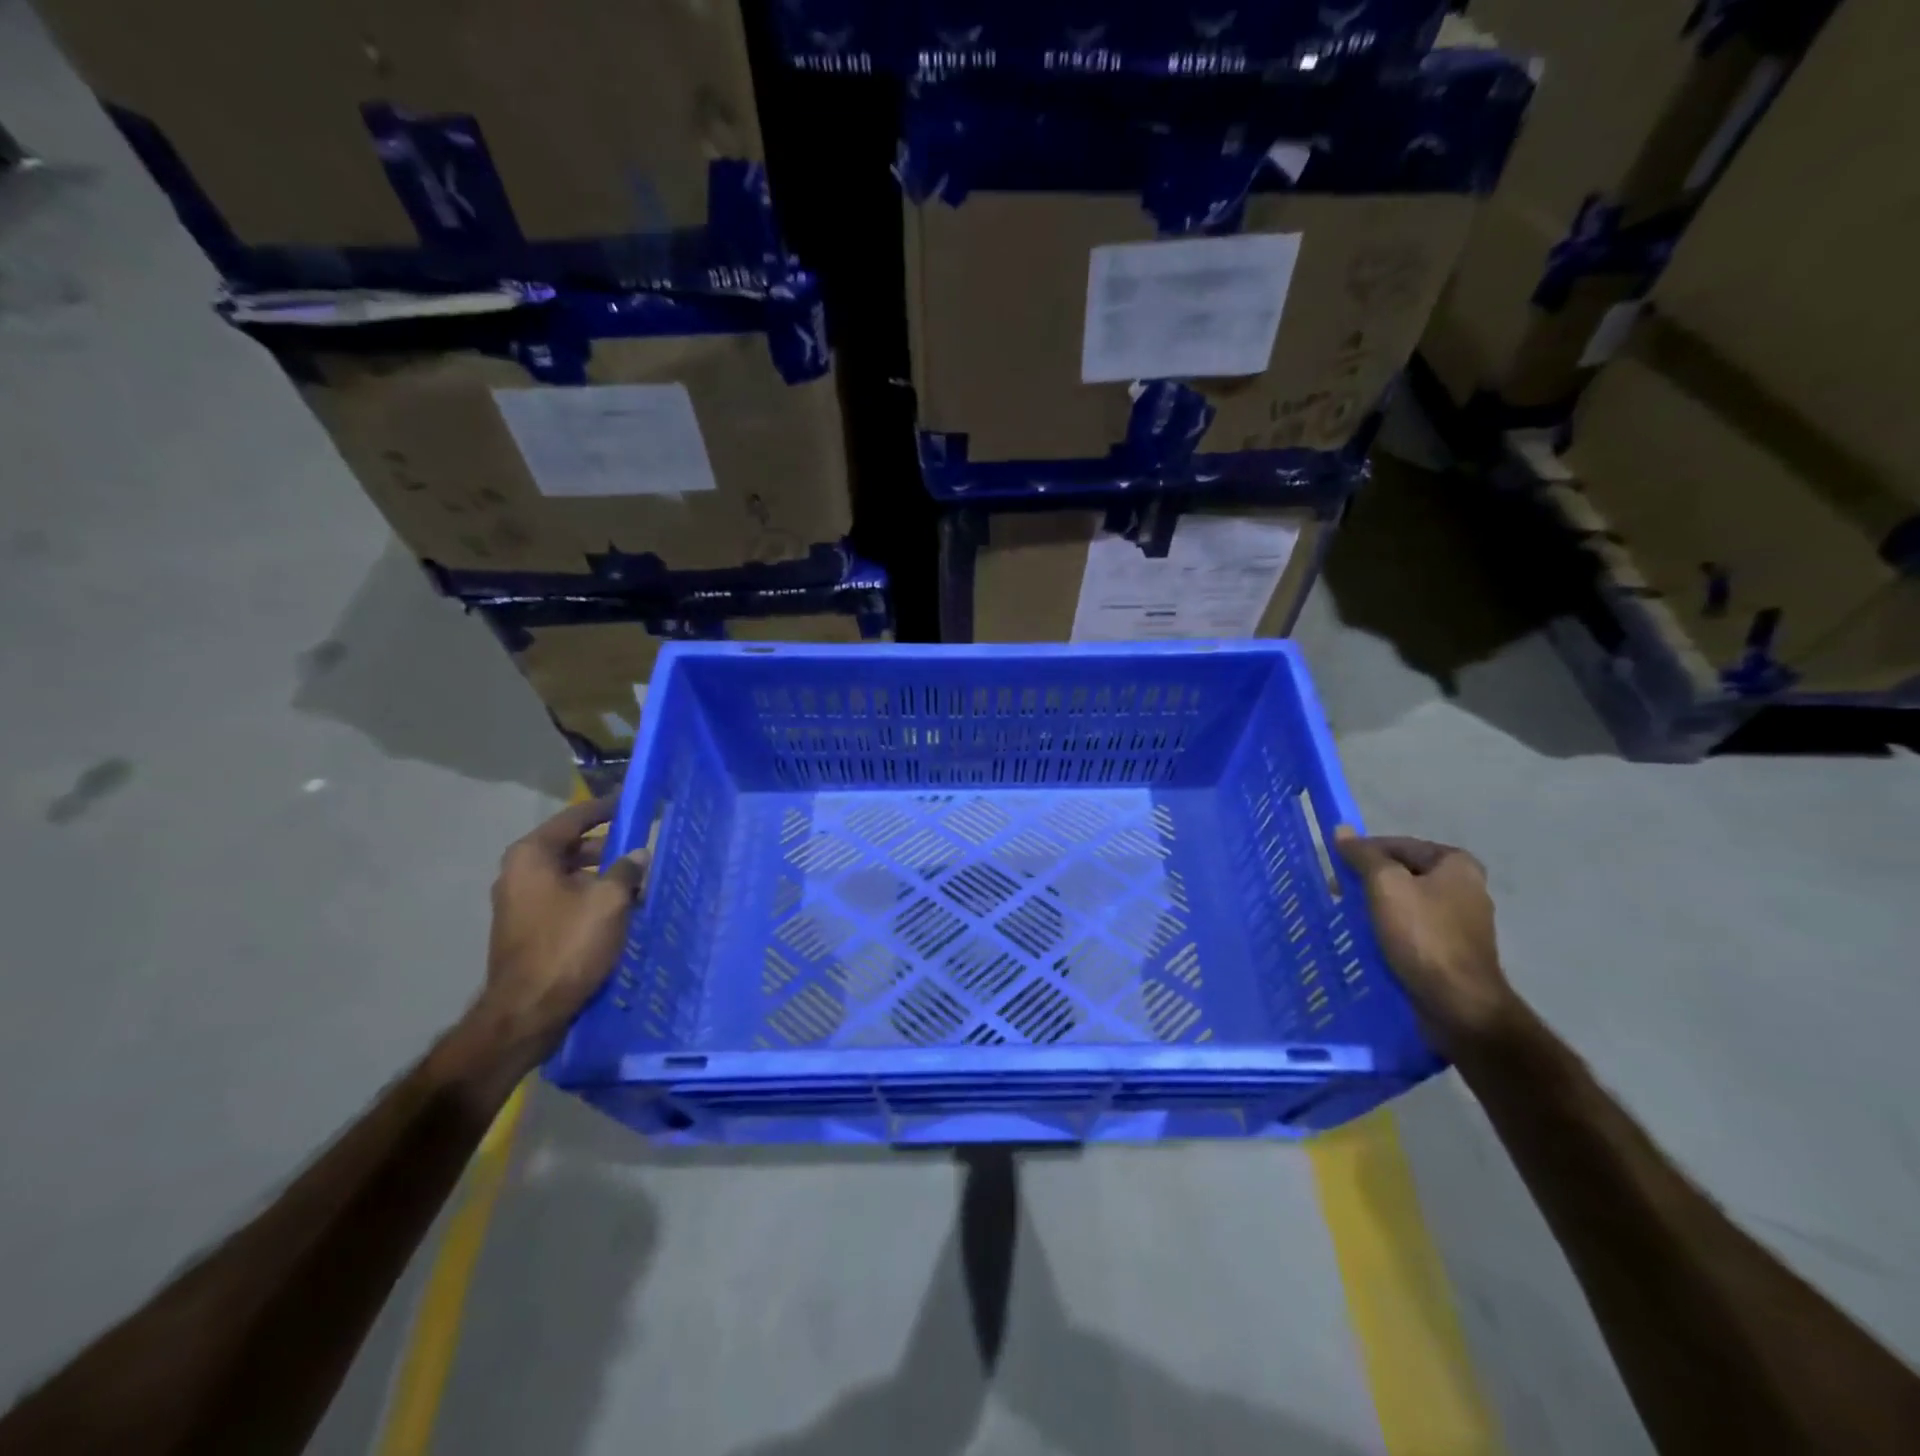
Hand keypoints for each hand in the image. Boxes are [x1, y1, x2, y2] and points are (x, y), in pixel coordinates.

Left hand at [468, 797, 649, 1073]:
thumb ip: (627, 870)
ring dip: (603, 876)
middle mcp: (519, 872)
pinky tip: (619, 910)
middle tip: (643, 849)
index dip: (606, 809)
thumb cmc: (568, 946)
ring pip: (570, 875)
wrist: (528, 1012)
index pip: (575, 818)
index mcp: (532, 856)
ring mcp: (520, 902)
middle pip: (572, 847)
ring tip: (638, 884)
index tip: (633, 803)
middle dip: (609, 848)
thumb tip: (638, 854)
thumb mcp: (609, 901)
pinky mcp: (527, 928)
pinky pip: (564, 899)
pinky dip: (590, 897)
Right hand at [1334, 828, 1521, 1060]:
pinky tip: (1370, 939)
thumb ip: (1364, 855)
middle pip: (1403, 873)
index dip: (1363, 852)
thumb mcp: (1385, 885)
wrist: (1458, 1003)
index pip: (1398, 844)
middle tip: (1338, 894)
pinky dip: (1390, 929)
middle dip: (1368, 881)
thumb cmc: (1422, 935)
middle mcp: (1465, 887)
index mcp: (1456, 863)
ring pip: (1406, 902)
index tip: (1335, 868)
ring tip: (1349, 917)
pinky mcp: (1453, 949)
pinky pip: (1413, 928)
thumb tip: (1342, 831)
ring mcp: (1461, 921)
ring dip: (1376, 906)